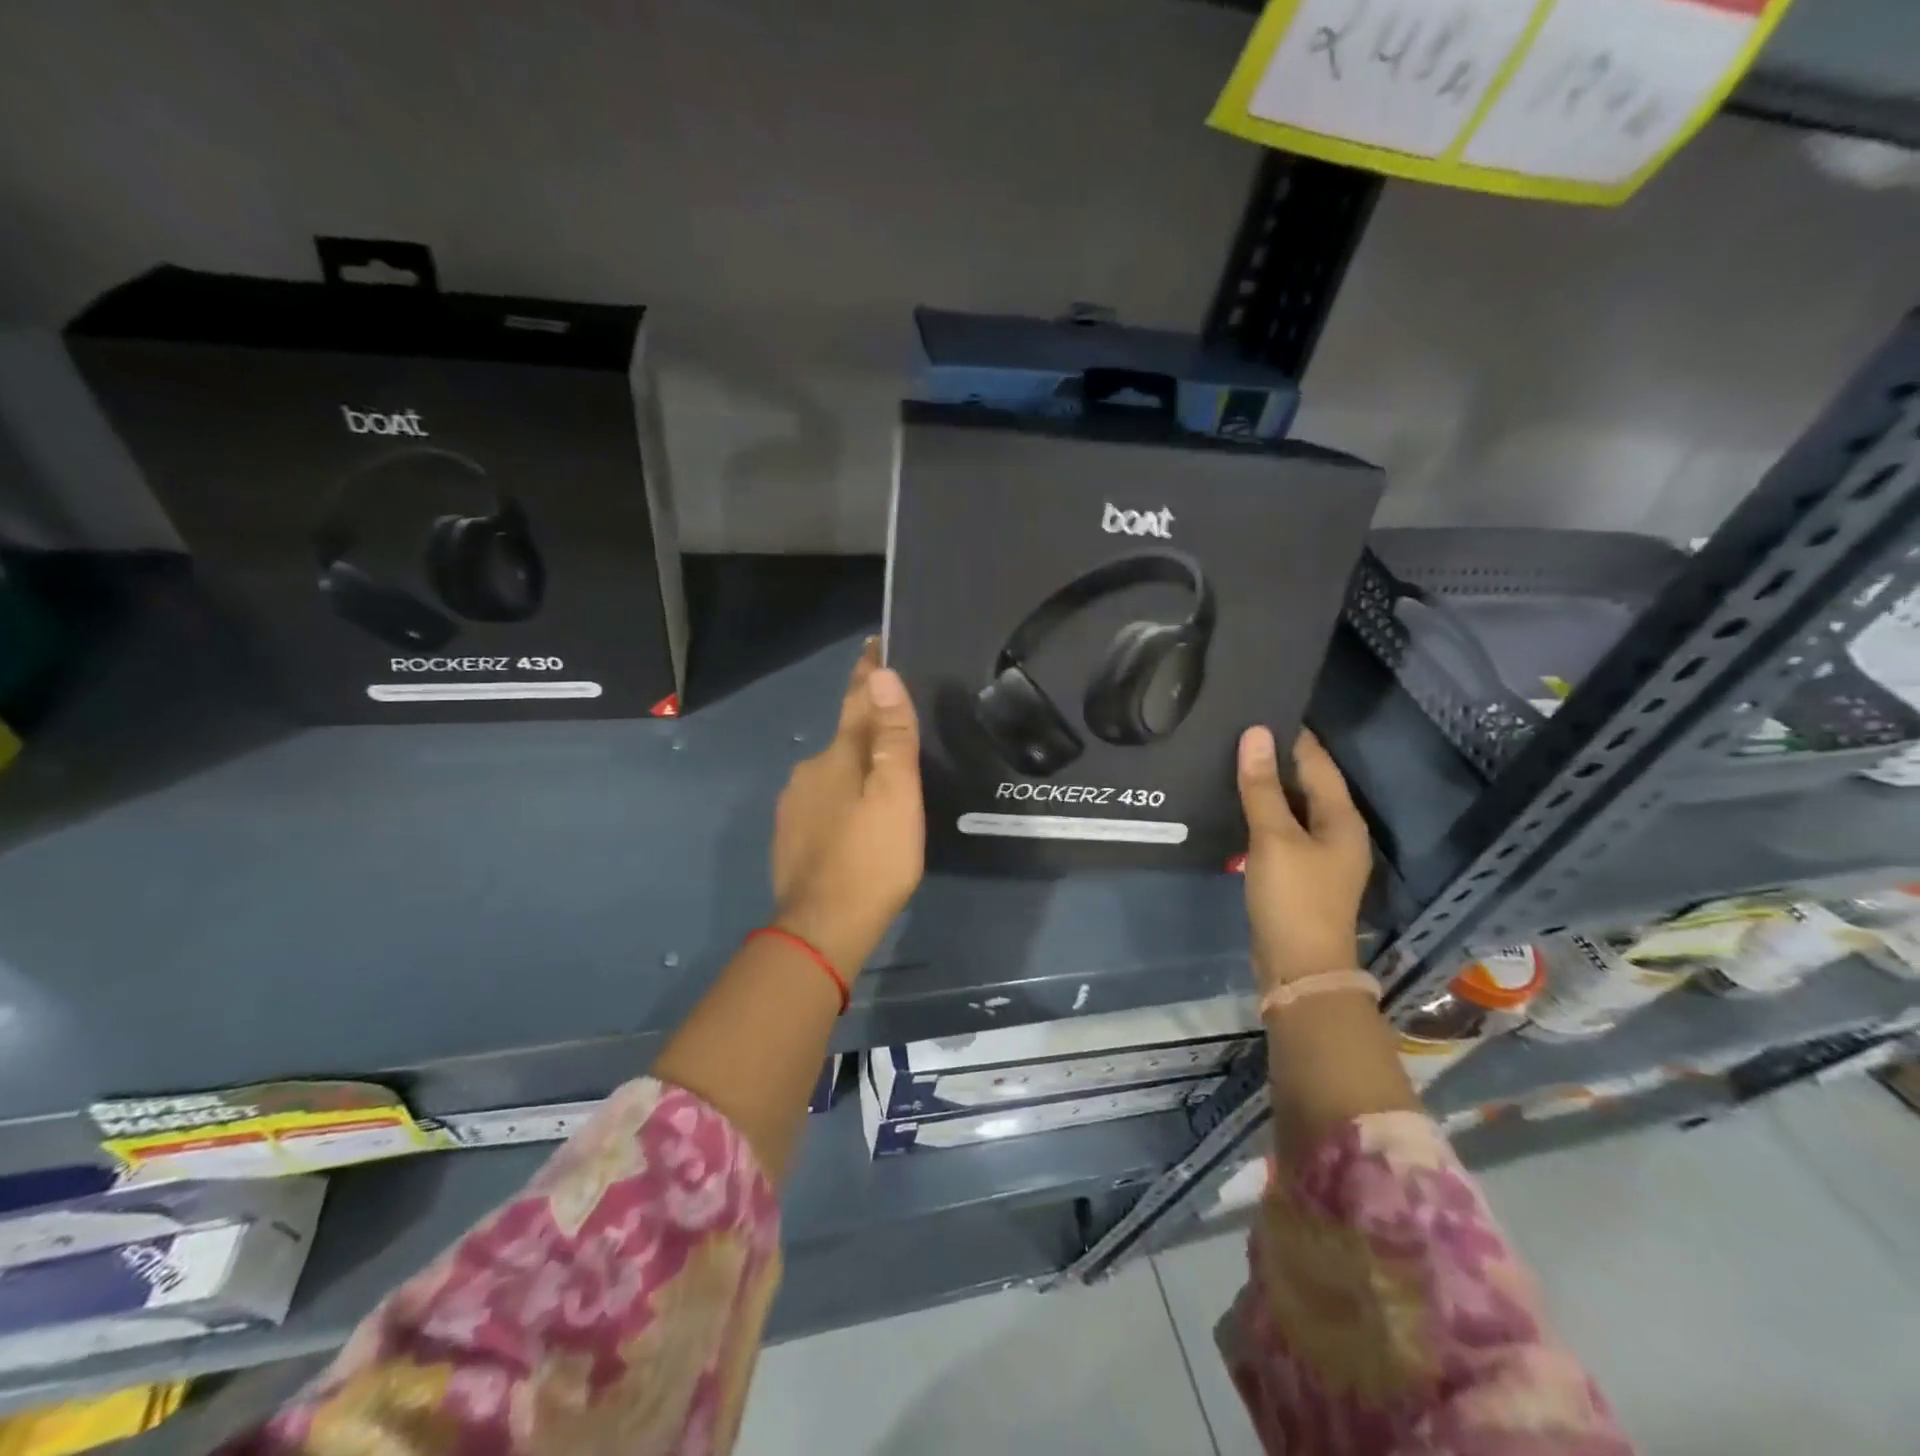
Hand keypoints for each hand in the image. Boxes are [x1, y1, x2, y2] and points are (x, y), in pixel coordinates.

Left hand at [771, 642, 925, 977]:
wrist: (823, 928)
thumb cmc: (871, 858)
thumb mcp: (896, 794)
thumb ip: (891, 736)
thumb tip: (882, 676)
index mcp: (836, 755)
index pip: (855, 700)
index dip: (868, 673)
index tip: (874, 645)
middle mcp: (808, 771)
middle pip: (844, 738)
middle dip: (868, 727)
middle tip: (899, 728)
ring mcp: (794, 806)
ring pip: (832, 773)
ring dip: (854, 768)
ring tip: (883, 780)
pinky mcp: (791, 836)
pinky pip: (822, 803)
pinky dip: (842, 799)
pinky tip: (856, 820)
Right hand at [1236, 726, 1371, 987]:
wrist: (1299, 968)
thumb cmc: (1293, 898)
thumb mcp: (1274, 838)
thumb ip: (1262, 787)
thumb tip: (1255, 734)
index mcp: (1341, 818)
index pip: (1316, 762)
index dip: (1291, 735)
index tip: (1259, 708)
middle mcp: (1336, 832)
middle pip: (1306, 784)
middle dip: (1275, 759)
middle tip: (1235, 732)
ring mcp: (1319, 856)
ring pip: (1292, 808)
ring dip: (1266, 788)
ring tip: (1229, 761)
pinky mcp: (1299, 874)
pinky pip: (1281, 831)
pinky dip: (1262, 815)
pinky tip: (1235, 806)